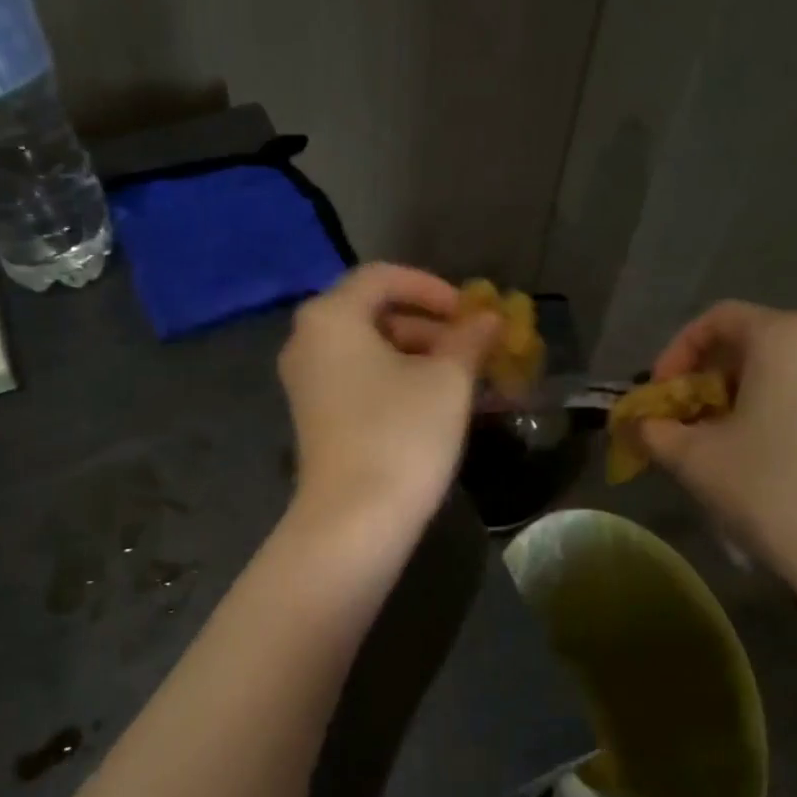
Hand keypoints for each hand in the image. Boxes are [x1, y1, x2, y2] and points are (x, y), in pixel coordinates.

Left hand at [278, 264, 499, 532]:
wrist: (354, 520)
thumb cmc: (402, 434)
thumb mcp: (447, 380)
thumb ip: (470, 338)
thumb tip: (489, 318)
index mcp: (331, 316)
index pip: (384, 277)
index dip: (433, 287)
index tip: (471, 312)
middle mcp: (308, 341)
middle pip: (375, 313)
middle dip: (431, 326)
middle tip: (475, 347)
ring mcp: (307, 383)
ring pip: (370, 350)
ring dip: (421, 356)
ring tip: (467, 378)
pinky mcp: (316, 418)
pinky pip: (360, 380)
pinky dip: (398, 381)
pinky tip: (438, 403)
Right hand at [640, 301, 796, 590]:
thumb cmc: (769, 486)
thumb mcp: (693, 458)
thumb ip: (654, 430)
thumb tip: (638, 425)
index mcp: (786, 335)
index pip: (717, 320)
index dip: (676, 353)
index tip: (659, 395)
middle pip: (752, 344)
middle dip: (707, 380)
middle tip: (683, 423)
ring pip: (784, 373)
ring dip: (740, 400)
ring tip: (718, 446)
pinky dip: (776, 414)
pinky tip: (762, 460)